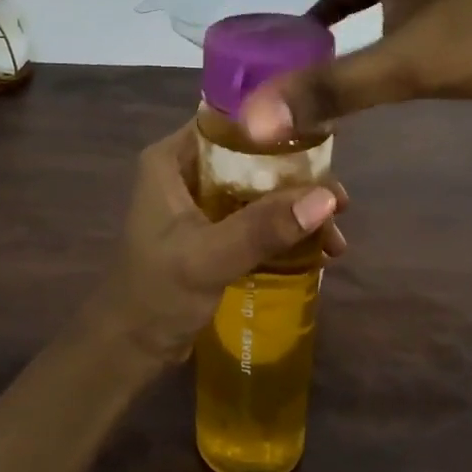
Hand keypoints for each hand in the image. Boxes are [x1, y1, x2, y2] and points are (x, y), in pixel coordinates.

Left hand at [93, 122, 347, 362]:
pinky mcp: (212, 232)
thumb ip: (264, 227)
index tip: (326, 142)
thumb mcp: (209, 257)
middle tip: (341, 204)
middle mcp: (186, 171)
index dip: (277, 128)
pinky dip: (284, 231)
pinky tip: (318, 251)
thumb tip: (328, 198)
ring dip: (296, 211)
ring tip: (336, 238)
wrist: (130, 349)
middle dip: (298, 181)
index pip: (229, 122)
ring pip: (259, 190)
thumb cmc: (157, 295)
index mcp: (171, 159)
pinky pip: (256, 218)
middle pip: (252, 158)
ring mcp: (200, 203)